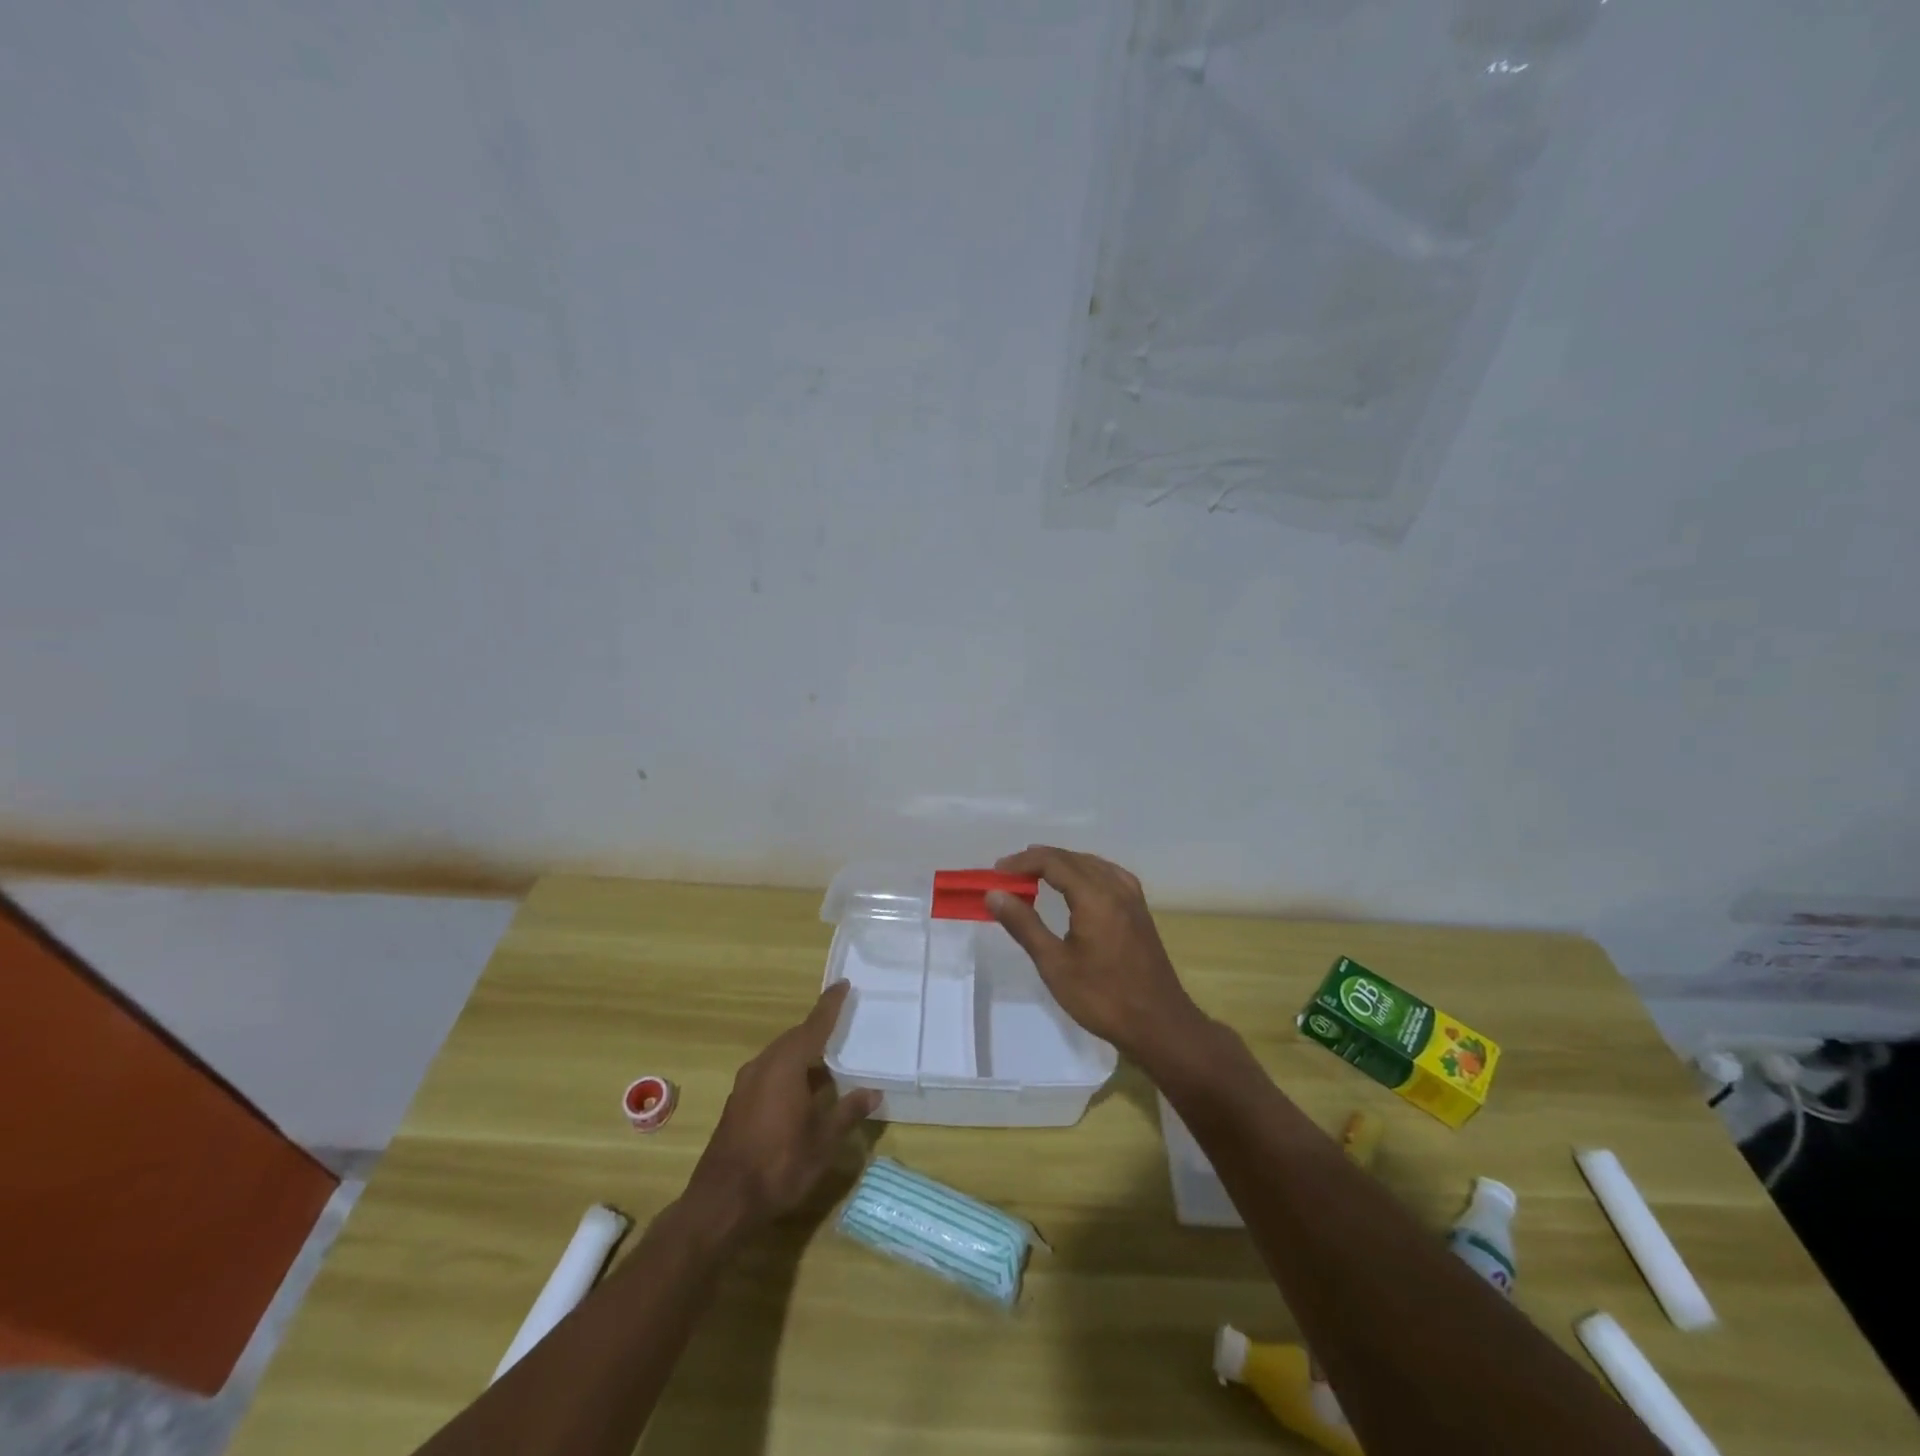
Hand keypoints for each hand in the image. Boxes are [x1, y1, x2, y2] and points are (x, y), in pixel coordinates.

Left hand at [686, 981, 879, 1231]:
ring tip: (827, 1061)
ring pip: (780, 1056)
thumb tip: (873, 1092)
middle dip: (817, 1030)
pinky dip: (789, 1071)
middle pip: (795, 1038)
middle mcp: (764, 1065)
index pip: (814, 1025)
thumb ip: (848, 1112)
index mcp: (786, 1065)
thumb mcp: (823, 1141)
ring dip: (803, 1054)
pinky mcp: (738, 1103)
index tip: (843, 984)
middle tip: (841, 1025)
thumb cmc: (779, 1165)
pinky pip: (769, 1072)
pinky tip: (803, 1090)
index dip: (830, 1005)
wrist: (722, 1202)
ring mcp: (746, 1084)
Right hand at [985, 845, 1206, 1063]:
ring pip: (1091, 864)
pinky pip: (1108, 874)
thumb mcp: (1055, 964)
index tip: (996, 872)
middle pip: (1072, 858)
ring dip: (1061, 864)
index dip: (1022, 862)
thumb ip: (1024, 924)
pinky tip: (1076, 885)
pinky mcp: (1139, 910)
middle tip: (1009, 875)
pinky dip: (1084, 871)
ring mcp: (1132, 897)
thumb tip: (995, 894)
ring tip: (1034, 875)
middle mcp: (1116, 887)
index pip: (1053, 862)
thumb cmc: (1103, 997)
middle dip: (1038, 861)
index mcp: (1095, 896)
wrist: (1160, 1025)